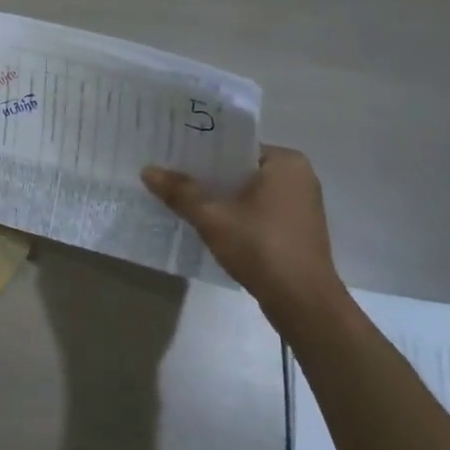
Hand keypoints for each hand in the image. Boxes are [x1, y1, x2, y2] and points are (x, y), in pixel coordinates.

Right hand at [141, 146, 343, 307]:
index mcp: (286, 162)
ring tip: (180, 196)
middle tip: (168, 174)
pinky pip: (257, 209)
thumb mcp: (213, 218)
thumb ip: (180, 192)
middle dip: (207, 175)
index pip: (234, 145)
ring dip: (219, 196)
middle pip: (240, 168)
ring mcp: (300, 204)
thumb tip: (147, 170)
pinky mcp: (296, 229)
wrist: (303, 303)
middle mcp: (298, 177)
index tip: (170, 154)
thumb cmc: (261, 248)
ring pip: (248, 191)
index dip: (200, 150)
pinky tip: (206, 221)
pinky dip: (234, 213)